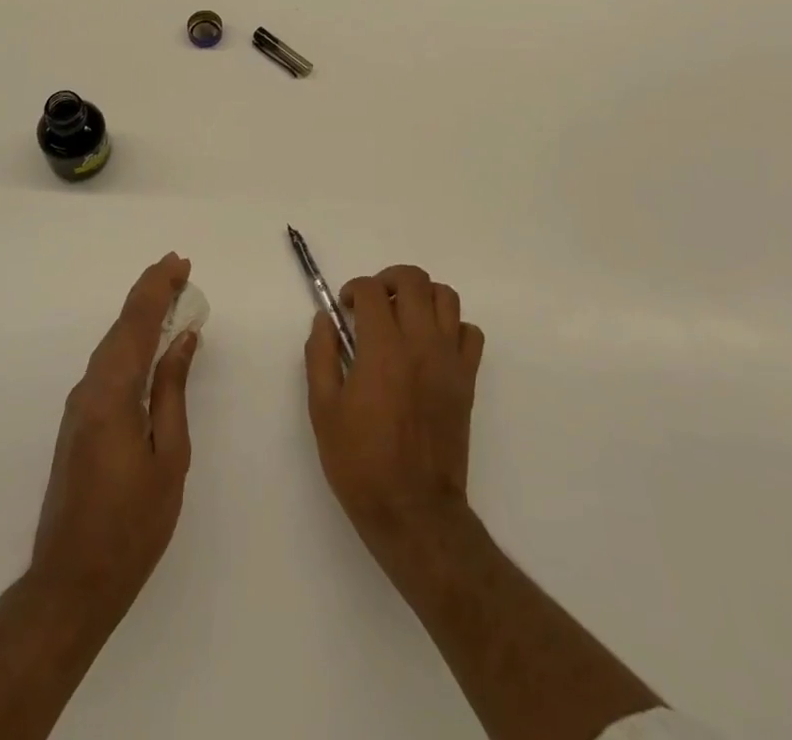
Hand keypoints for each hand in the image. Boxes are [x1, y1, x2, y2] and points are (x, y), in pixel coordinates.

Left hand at [31, 253, 199, 618]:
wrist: (72, 580)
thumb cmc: (132, 523)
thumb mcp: (168, 456)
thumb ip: (172, 391)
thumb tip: (183, 339)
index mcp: (113, 393)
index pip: (137, 323)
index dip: (158, 288)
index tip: (180, 263)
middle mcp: (90, 388)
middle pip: (122, 326)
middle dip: (150, 293)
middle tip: (180, 271)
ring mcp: (79, 405)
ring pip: (112, 343)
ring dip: (140, 316)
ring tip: (171, 297)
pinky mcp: (78, 421)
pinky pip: (108, 364)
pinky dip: (130, 341)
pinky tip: (149, 344)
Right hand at [305, 264, 483, 563]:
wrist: (414, 511)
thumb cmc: (361, 462)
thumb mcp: (323, 410)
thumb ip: (321, 356)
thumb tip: (324, 320)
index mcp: (382, 348)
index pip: (371, 290)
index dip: (353, 289)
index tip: (343, 309)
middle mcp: (420, 343)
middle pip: (414, 280)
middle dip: (388, 280)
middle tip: (372, 303)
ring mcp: (449, 359)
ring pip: (446, 297)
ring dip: (422, 296)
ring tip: (403, 317)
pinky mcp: (467, 380)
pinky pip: (470, 333)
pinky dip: (452, 327)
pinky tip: (431, 345)